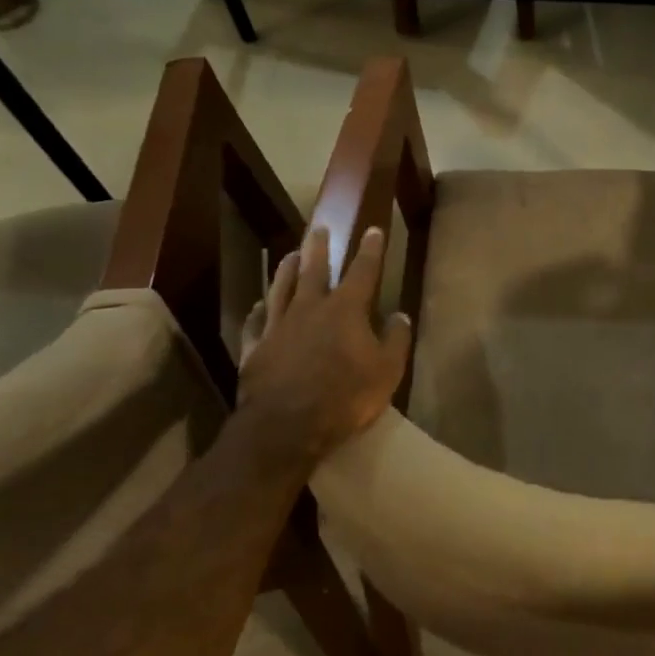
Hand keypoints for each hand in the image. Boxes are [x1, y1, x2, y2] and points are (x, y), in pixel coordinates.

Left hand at [230, 224, 411, 473]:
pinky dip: (258, 311)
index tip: (373, 230)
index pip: (362, 271)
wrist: (286, 426)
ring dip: (286, 270)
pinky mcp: (254, 348)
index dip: (370, 250)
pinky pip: (255, 322)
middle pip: (314, 270)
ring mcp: (278, 327)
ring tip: (289, 255)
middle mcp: (309, 308)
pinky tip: (258, 306)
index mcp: (345, 310)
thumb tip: (400, 315)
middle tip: (319, 228)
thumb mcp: (387, 371)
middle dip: (319, 248)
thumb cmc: (345, 397)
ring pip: (281, 288)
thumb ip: (396, 340)